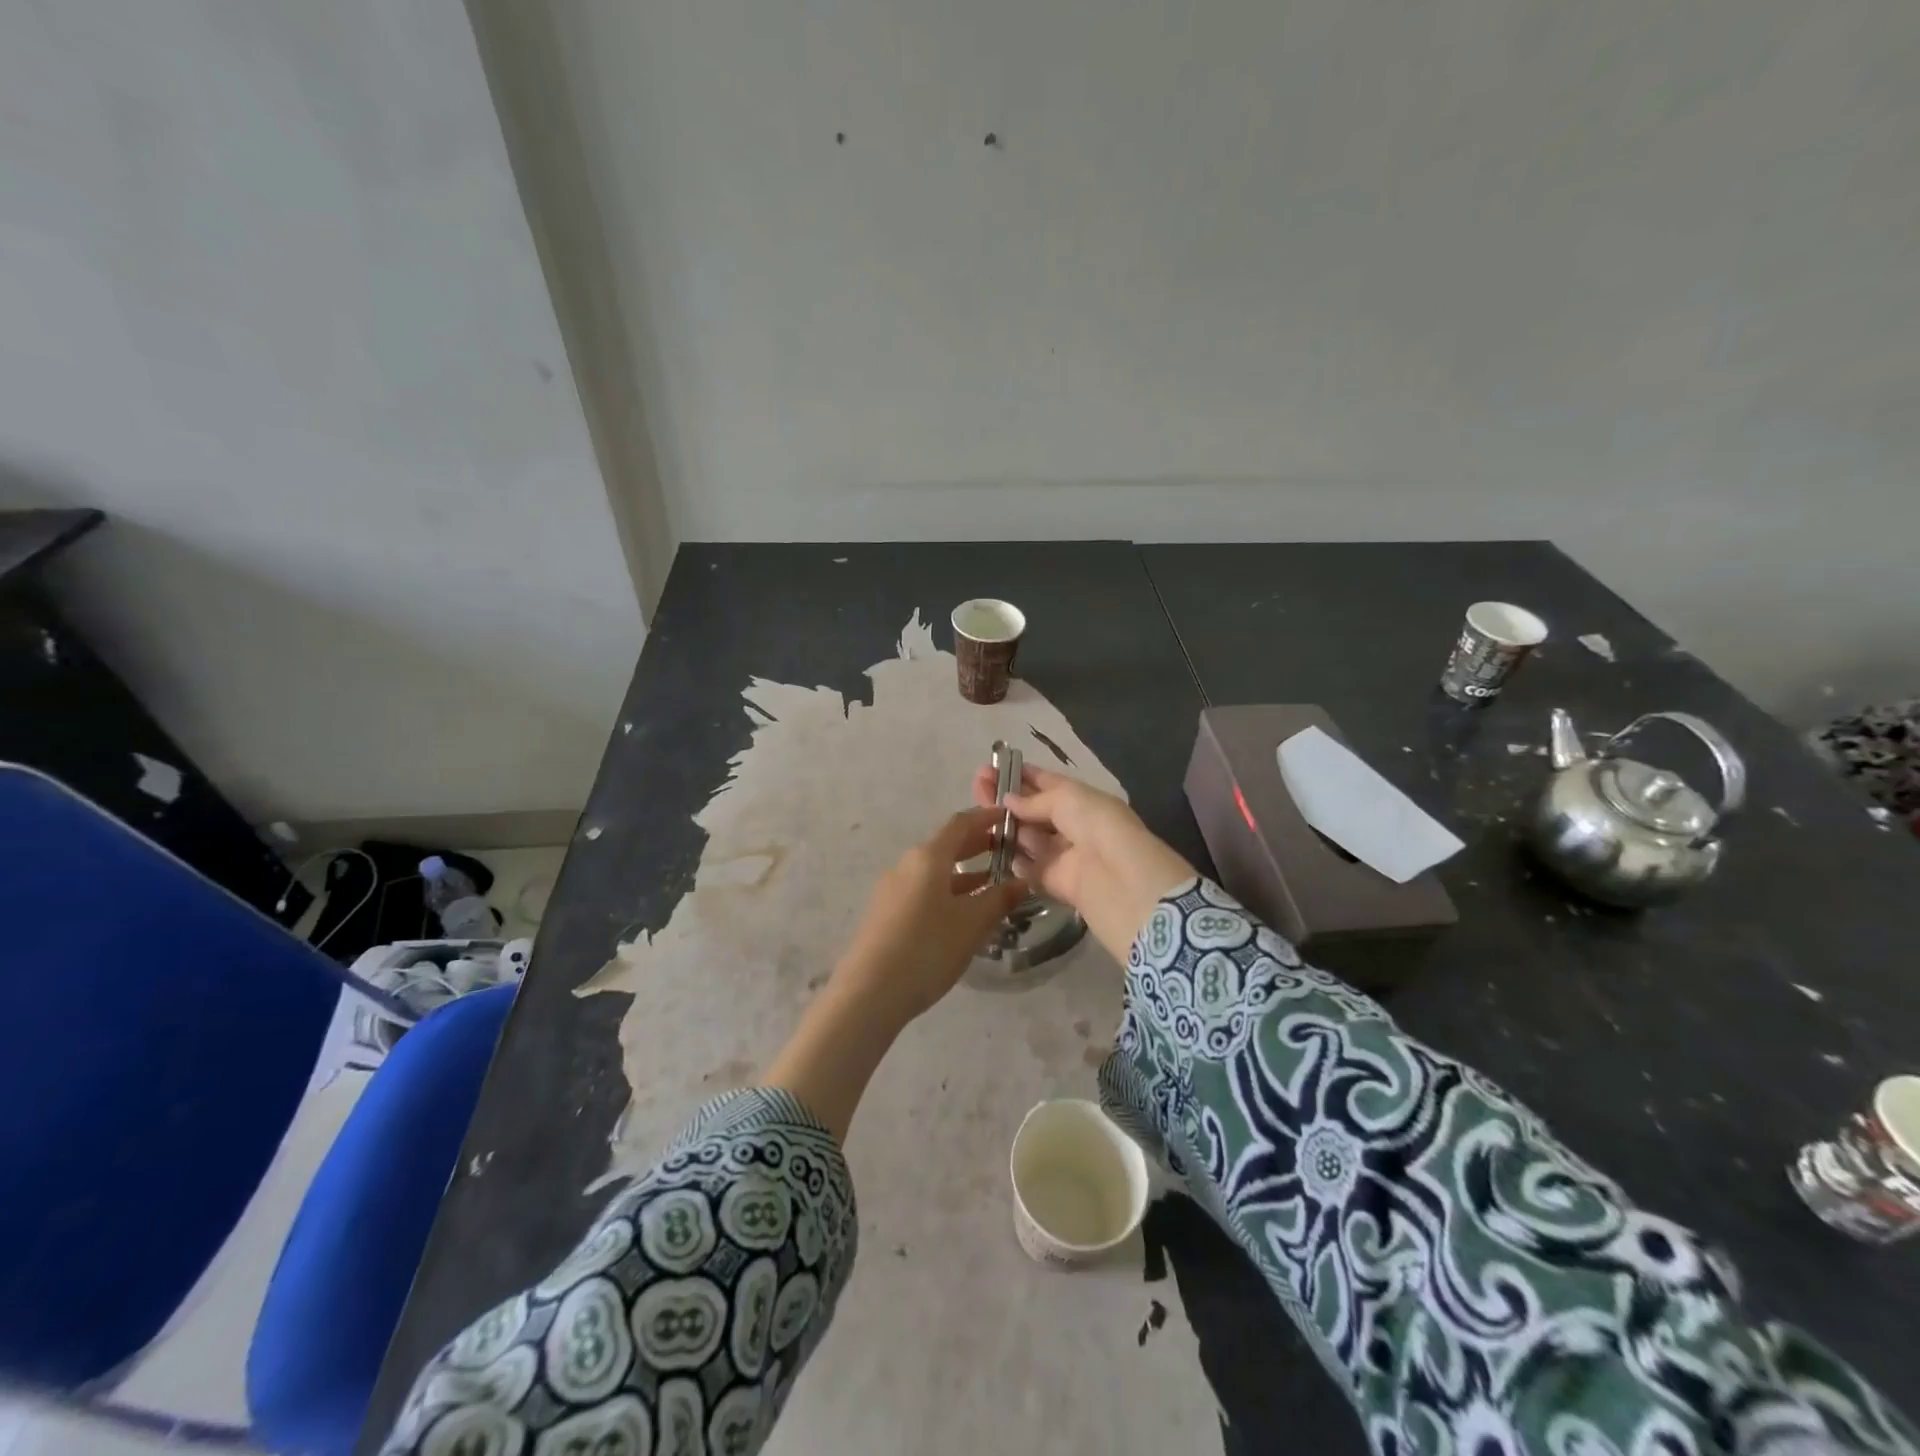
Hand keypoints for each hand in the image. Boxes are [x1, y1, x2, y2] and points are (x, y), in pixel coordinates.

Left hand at [832, 807, 1028, 1023]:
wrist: (869, 993)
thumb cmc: (927, 949)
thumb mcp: (972, 925)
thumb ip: (999, 900)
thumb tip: (1023, 882)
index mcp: (928, 858)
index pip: (960, 824)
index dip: (986, 818)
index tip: (1008, 817)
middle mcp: (907, 866)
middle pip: (946, 846)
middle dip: (977, 845)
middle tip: (1007, 849)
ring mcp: (892, 890)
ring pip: (934, 871)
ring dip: (963, 873)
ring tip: (992, 884)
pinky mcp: (886, 914)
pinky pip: (923, 891)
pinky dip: (947, 891)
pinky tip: (962, 913)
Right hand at [970, 764, 1194, 962]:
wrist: (1125, 884)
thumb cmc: (1100, 828)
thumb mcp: (1069, 800)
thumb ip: (1035, 800)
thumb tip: (1008, 800)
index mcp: (1082, 800)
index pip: (1047, 783)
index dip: (1020, 774)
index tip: (991, 767)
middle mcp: (1072, 825)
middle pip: (1033, 809)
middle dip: (1006, 797)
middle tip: (976, 786)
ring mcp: (1064, 856)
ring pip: (1028, 838)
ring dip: (1004, 826)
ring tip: (974, 814)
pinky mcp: (1055, 884)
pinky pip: (1028, 869)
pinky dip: (1011, 860)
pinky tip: (987, 847)